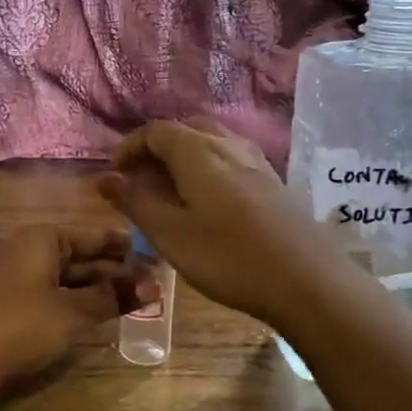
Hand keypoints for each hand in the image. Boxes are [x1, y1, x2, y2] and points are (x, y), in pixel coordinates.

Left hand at [0, 224, 140, 388]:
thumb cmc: (20, 325)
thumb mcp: (72, 312)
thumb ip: (112, 297)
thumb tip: (154, 286)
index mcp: (44, 238)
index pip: (95, 235)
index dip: (127, 247)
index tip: (159, 255)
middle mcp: (30, 248)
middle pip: (82, 254)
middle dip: (116, 270)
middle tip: (155, 284)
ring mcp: (18, 275)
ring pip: (69, 276)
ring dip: (99, 288)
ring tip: (137, 300)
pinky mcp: (11, 301)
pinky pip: (54, 292)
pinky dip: (78, 300)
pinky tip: (100, 313)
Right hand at [98, 118, 323, 325]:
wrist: (307, 281)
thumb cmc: (228, 257)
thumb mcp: (170, 234)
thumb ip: (135, 203)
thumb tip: (104, 178)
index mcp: (198, 150)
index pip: (155, 131)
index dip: (130, 147)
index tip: (116, 175)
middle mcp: (227, 144)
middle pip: (185, 130)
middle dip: (157, 150)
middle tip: (142, 182)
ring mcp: (255, 160)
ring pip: (211, 142)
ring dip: (184, 158)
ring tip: (172, 193)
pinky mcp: (273, 180)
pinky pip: (230, 159)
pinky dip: (208, 168)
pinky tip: (208, 203)